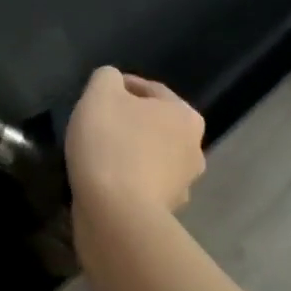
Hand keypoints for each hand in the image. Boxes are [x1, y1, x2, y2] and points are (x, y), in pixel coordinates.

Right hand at [65, 66, 207, 214]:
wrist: (115, 213)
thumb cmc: (110, 145)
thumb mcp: (99, 94)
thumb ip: (107, 78)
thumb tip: (113, 81)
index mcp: (184, 115)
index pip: (150, 90)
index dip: (121, 86)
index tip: (95, 94)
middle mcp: (194, 148)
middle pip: (155, 124)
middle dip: (130, 122)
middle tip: (98, 124)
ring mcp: (183, 184)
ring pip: (152, 157)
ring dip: (131, 153)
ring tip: (99, 155)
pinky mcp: (165, 212)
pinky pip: (143, 186)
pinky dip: (128, 181)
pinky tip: (106, 182)